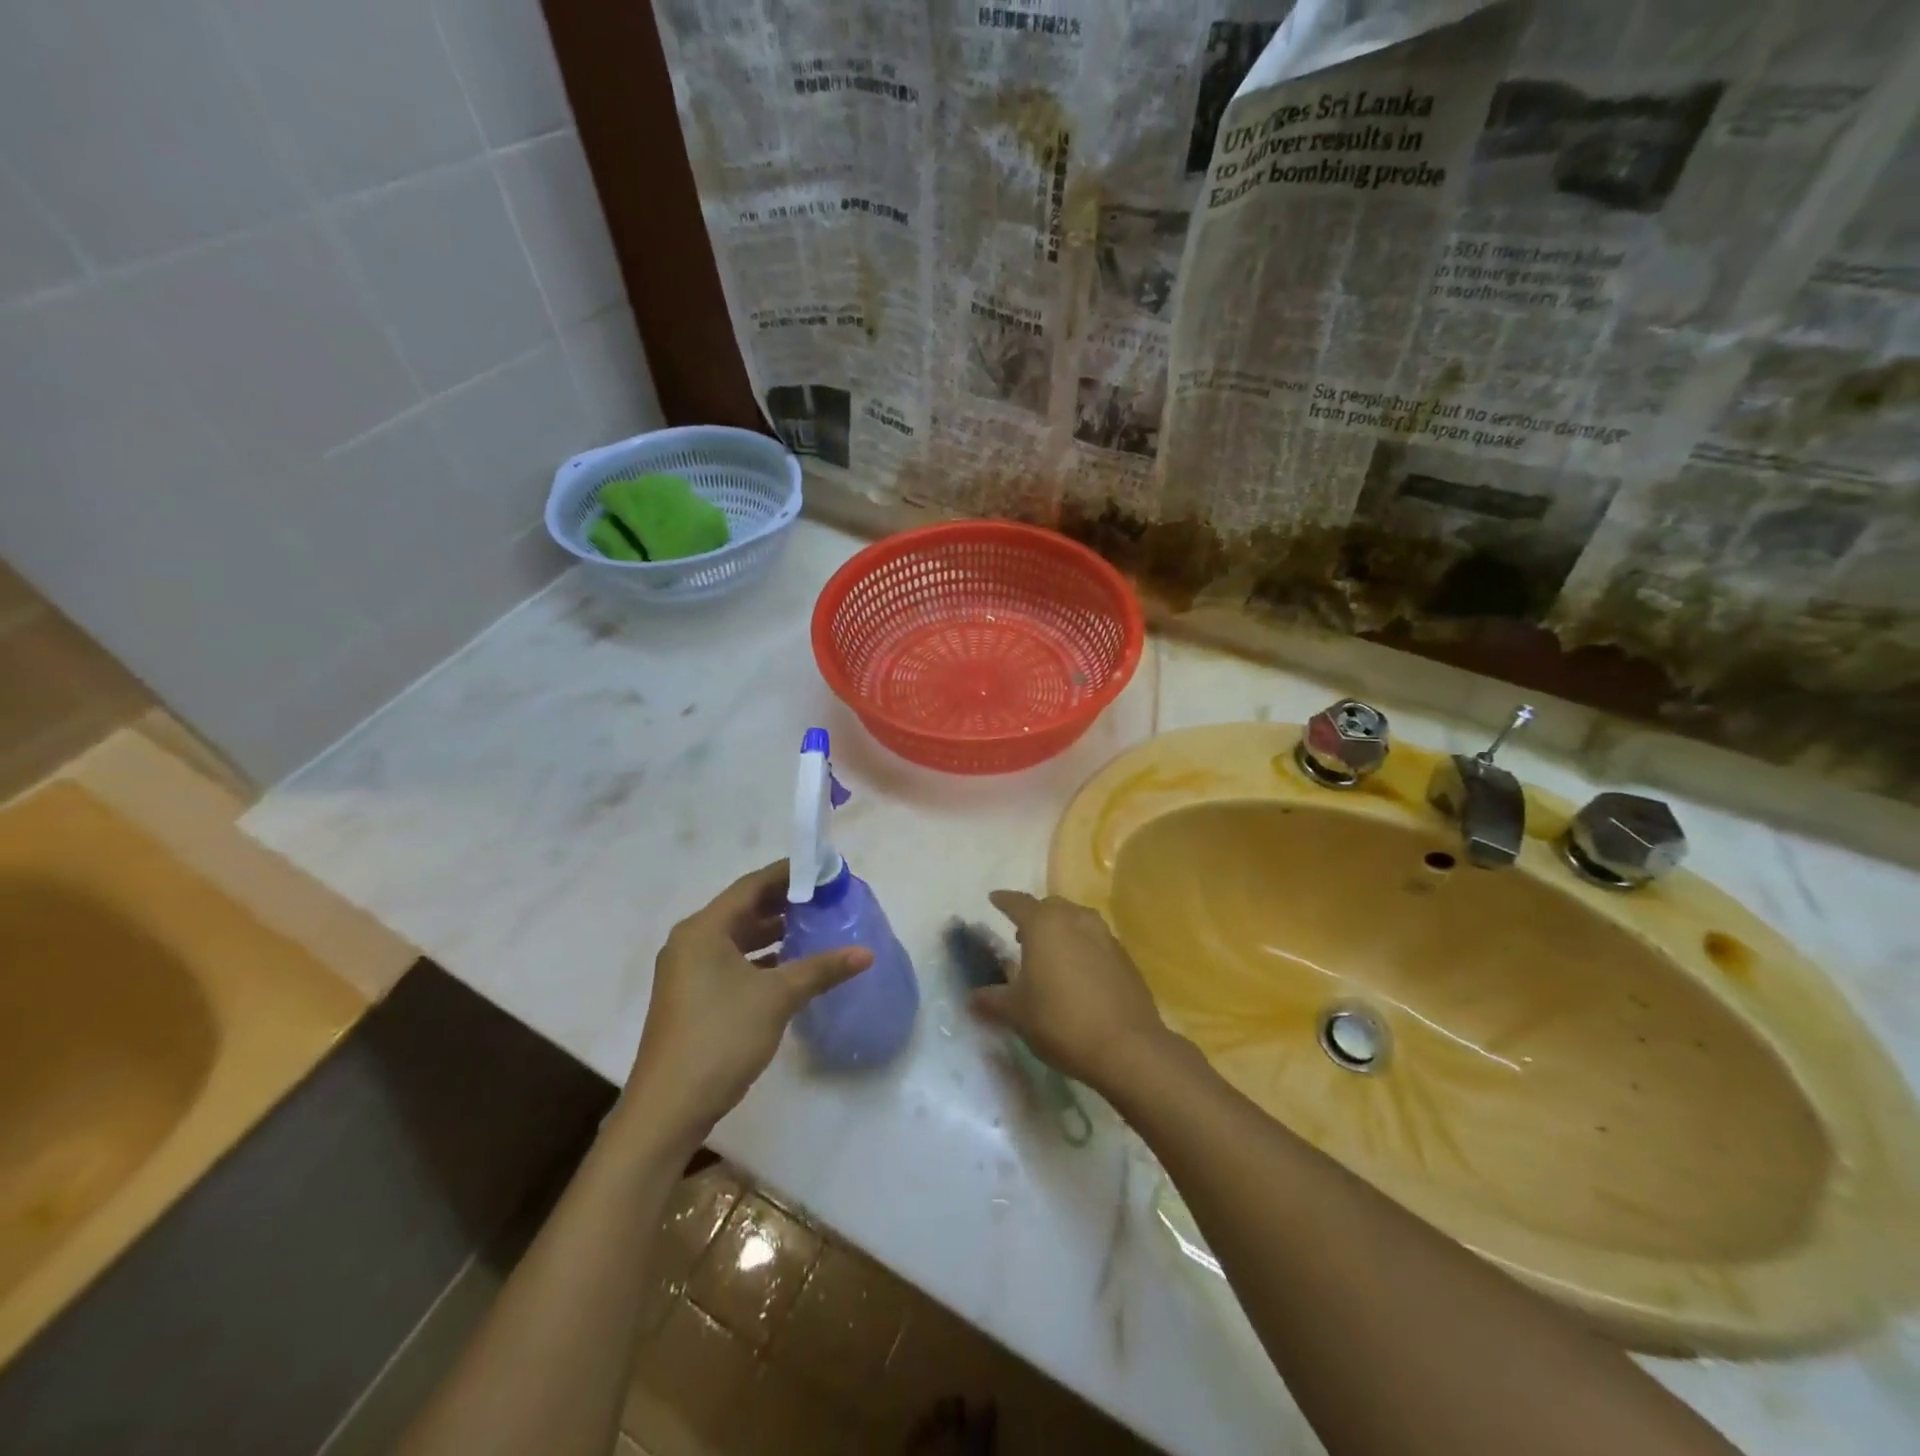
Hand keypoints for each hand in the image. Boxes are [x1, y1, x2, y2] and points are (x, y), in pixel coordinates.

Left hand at [623, 862, 871, 1148]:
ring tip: (814, 926)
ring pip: (737, 938)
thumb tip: (866, 953)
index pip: (751, 886)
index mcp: (704, 929)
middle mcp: (691, 942)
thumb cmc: (721, 1037)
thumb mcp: (777, 998)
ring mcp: (688, 971)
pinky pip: (731, 962)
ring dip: (773, 931)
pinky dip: (760, 958)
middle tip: (825, 896)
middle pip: (743, 909)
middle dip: (784, 902)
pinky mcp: (693, 997)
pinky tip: (790, 966)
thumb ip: (821, 969)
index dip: (788, 874)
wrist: (669, 1108)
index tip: (823, 869)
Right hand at [969, 890, 1172, 1092]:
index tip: (994, 899)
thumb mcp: (1016, 1013)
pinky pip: (1095, 941)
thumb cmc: (1061, 1021)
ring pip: (1076, 920)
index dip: (1003, 901)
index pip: (1018, 903)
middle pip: (1050, 907)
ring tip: (1049, 954)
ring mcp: (1104, 936)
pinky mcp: (1124, 956)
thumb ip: (992, 999)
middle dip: (1034, 916)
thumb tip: (972, 997)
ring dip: (1060, 930)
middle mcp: (1075, 919)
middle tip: (1020, 935)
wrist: (1127, 1046)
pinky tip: (1076, 973)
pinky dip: (1081, 947)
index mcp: (1044, 924)